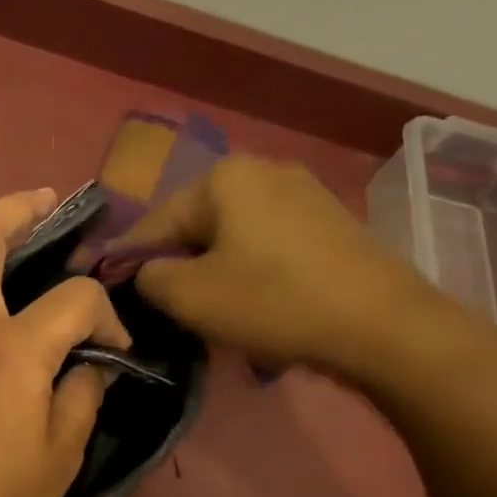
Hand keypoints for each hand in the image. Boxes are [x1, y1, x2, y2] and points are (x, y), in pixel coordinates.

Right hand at [119, 155, 439, 374]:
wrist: (383, 325)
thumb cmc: (274, 302)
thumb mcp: (190, 297)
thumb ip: (148, 278)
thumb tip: (146, 273)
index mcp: (222, 178)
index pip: (153, 223)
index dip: (129, 262)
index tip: (114, 295)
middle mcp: (262, 171)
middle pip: (195, 227)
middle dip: (179, 269)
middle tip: (172, 313)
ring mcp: (302, 193)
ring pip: (232, 239)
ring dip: (215, 275)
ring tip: (215, 315)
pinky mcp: (329, 222)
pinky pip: (267, 247)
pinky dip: (252, 274)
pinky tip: (257, 306)